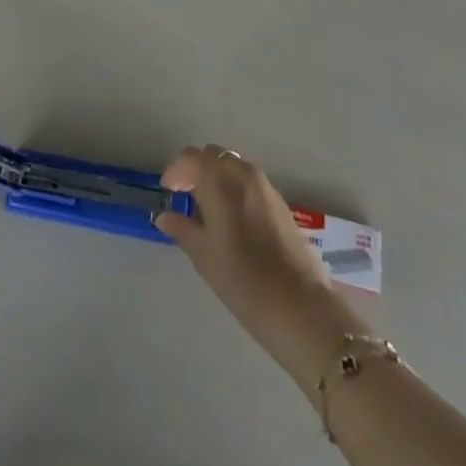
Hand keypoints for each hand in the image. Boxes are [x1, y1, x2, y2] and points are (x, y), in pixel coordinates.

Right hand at [155, 145, 355, 393]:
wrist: (302, 308)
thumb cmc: (244, 283)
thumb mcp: (205, 258)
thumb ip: (182, 230)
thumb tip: (164, 216)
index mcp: (220, 181)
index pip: (191, 158)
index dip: (175, 171)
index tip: (168, 192)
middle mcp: (243, 174)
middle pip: (213, 156)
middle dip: (196, 170)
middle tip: (186, 198)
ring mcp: (266, 186)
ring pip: (233, 167)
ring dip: (217, 178)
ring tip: (208, 210)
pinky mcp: (281, 203)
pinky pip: (250, 182)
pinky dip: (235, 189)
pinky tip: (233, 220)